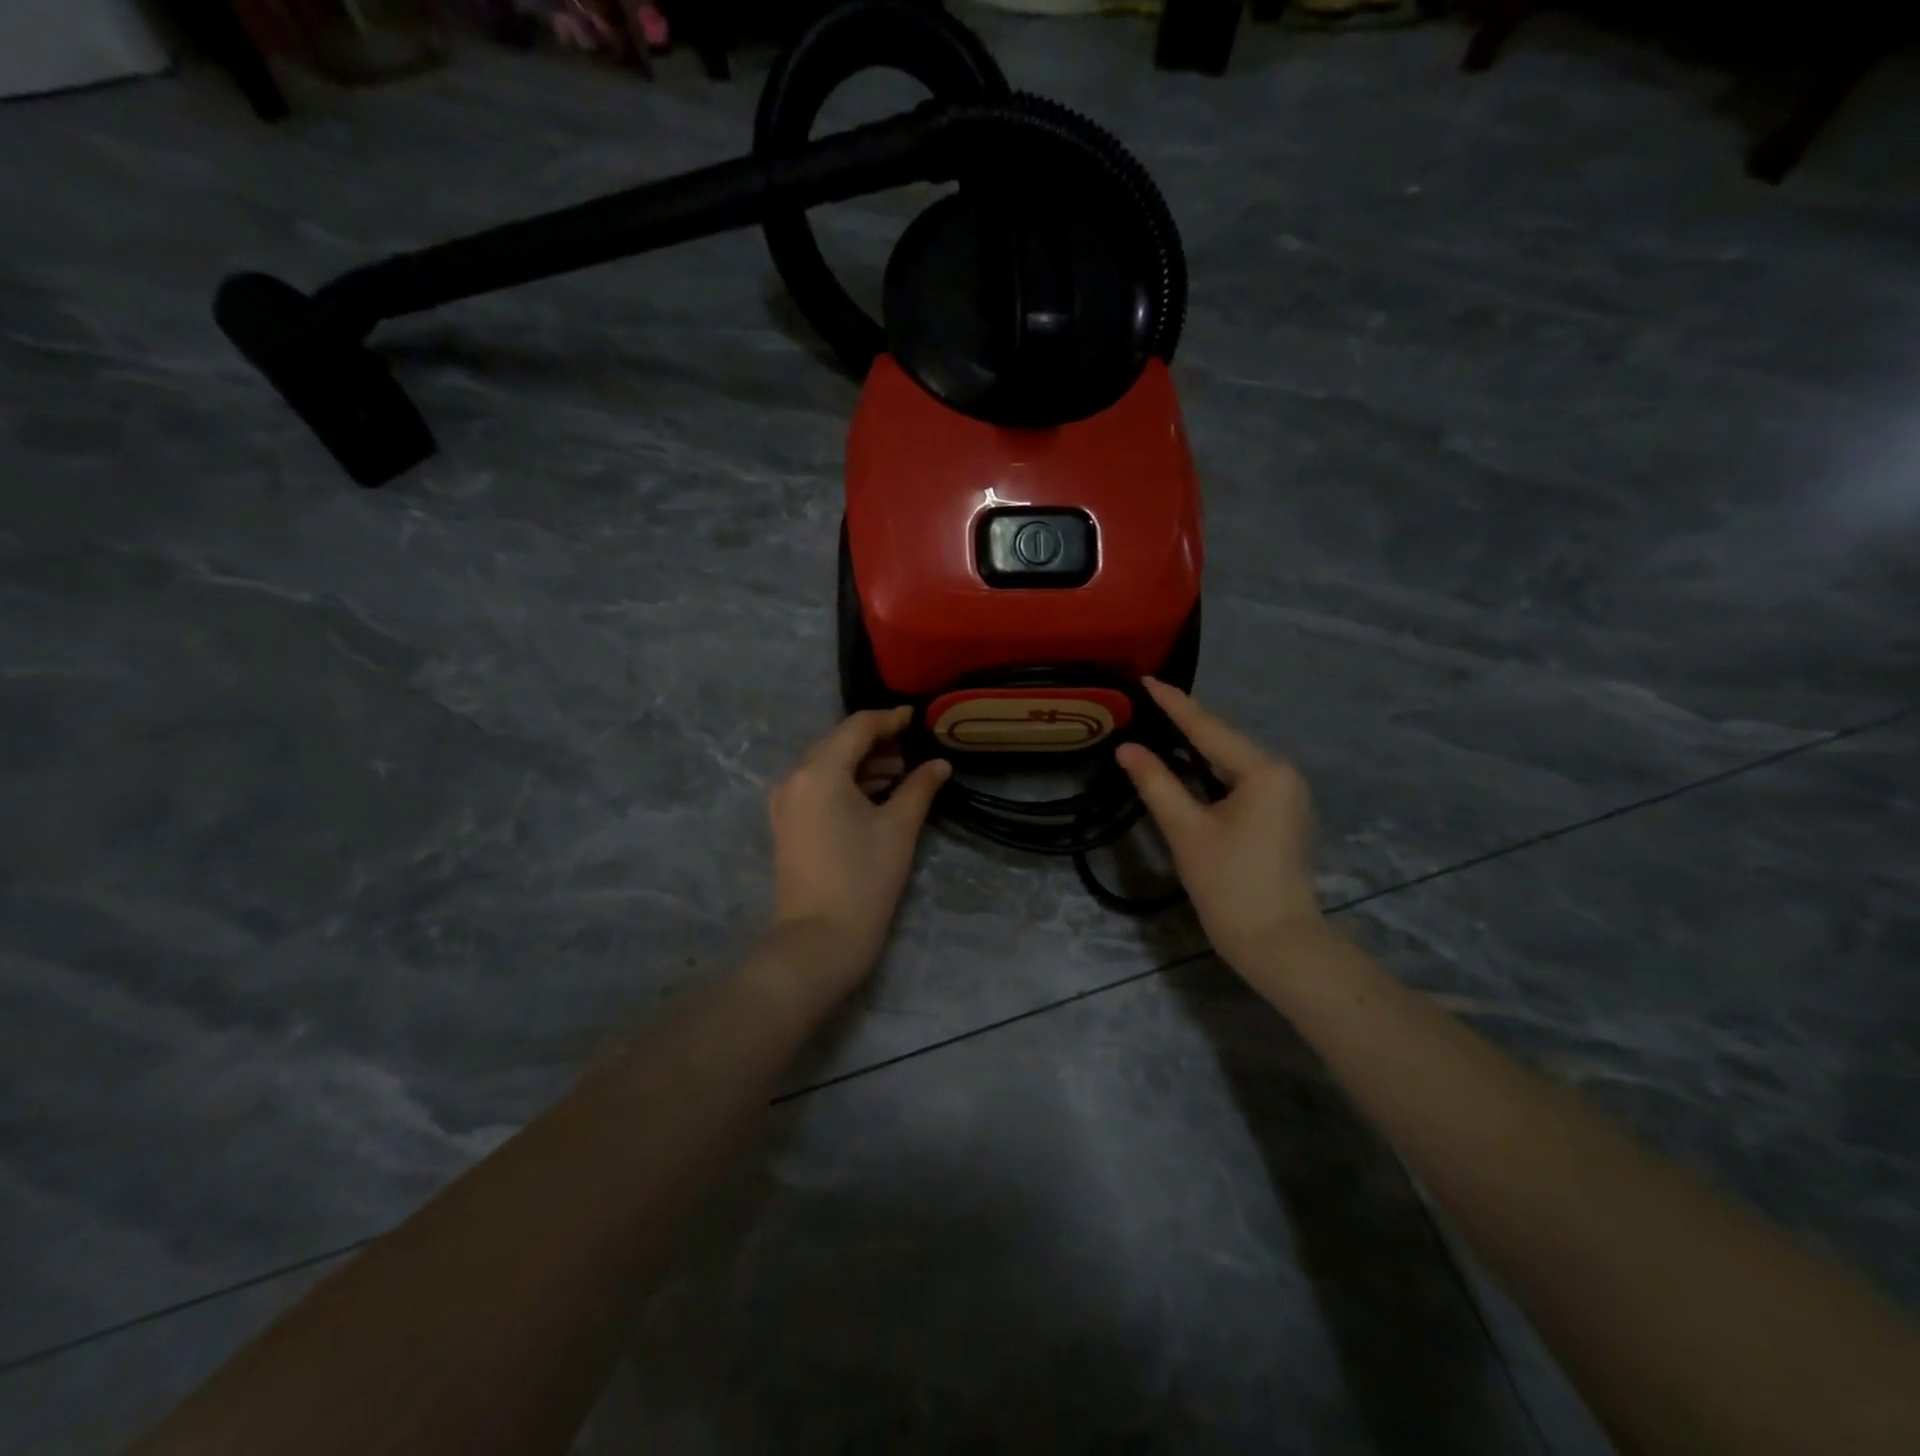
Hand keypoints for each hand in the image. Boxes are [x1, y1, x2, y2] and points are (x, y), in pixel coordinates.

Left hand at [767, 707, 949, 991]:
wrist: (819, 940)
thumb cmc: (864, 879)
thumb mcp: (899, 828)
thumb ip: (920, 787)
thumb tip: (939, 764)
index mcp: (820, 771)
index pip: (857, 728)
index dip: (890, 720)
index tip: (918, 719)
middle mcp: (795, 778)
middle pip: (839, 743)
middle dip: (876, 742)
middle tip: (913, 749)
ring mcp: (786, 802)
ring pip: (827, 765)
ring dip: (862, 763)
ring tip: (901, 772)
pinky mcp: (787, 823)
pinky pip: (818, 787)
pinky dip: (846, 782)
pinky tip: (875, 793)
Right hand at [1116, 679, 1321, 970]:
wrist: (1276, 941)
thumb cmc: (1229, 884)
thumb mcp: (1186, 830)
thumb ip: (1155, 783)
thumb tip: (1126, 748)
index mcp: (1264, 771)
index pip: (1209, 728)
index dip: (1174, 704)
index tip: (1147, 679)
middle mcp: (1282, 773)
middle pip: (1224, 741)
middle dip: (1185, 722)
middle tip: (1146, 700)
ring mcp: (1286, 794)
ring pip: (1231, 760)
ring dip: (1197, 746)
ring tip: (1159, 723)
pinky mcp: (1281, 814)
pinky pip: (1240, 779)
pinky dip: (1210, 770)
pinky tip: (1186, 762)